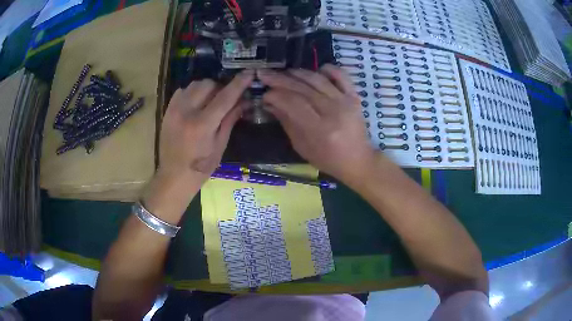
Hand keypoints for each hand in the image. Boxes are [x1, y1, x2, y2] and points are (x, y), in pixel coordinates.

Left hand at [158, 70, 253, 181]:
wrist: (174, 176)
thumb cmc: (201, 167)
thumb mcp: (220, 146)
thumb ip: (230, 120)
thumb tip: (243, 101)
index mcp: (202, 125)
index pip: (224, 98)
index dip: (238, 84)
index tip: (248, 73)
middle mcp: (186, 112)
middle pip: (208, 85)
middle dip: (220, 88)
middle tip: (225, 99)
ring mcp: (174, 110)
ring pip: (195, 85)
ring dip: (206, 89)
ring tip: (209, 101)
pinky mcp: (167, 110)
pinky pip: (182, 91)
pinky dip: (192, 92)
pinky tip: (195, 104)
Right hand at [258, 65, 375, 185]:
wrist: (357, 159)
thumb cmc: (327, 158)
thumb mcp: (302, 146)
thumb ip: (286, 122)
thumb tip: (270, 102)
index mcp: (319, 129)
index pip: (293, 103)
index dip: (275, 95)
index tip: (264, 94)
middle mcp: (333, 111)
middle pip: (303, 88)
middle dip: (280, 80)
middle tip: (265, 74)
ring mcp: (345, 101)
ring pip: (317, 79)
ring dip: (298, 73)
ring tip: (284, 72)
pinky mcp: (354, 96)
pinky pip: (340, 75)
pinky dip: (327, 69)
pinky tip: (315, 70)